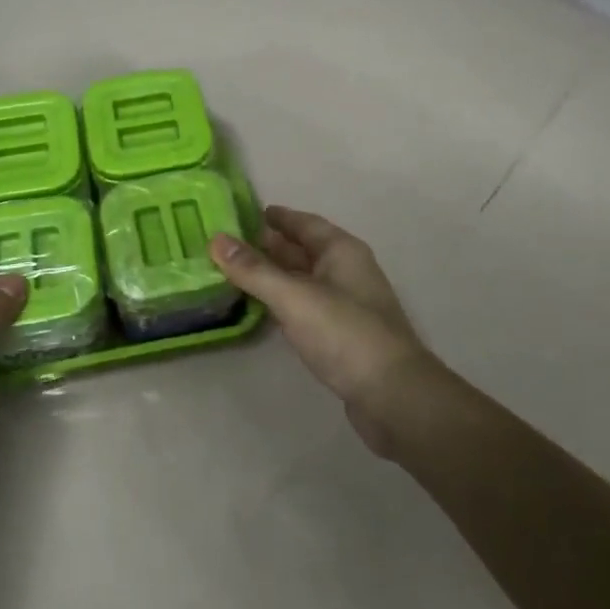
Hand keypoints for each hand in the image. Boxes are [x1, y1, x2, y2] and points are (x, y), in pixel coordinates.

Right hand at [210, 206, 445, 456]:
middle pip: (303, 250)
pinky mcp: (342, 335)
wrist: (392, 395)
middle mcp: (346, 271)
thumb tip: (216, 239)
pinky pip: (306, 306)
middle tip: (230, 244)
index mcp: (341, 251)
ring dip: (274, 275)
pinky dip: (283, 302)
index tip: (246, 213)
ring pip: (304, 280)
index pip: (305, 223)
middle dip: (270, 246)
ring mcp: (346, 305)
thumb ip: (254, 270)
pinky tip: (263, 308)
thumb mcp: (294, 297)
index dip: (278, 217)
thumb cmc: (345, 334)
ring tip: (237, 272)